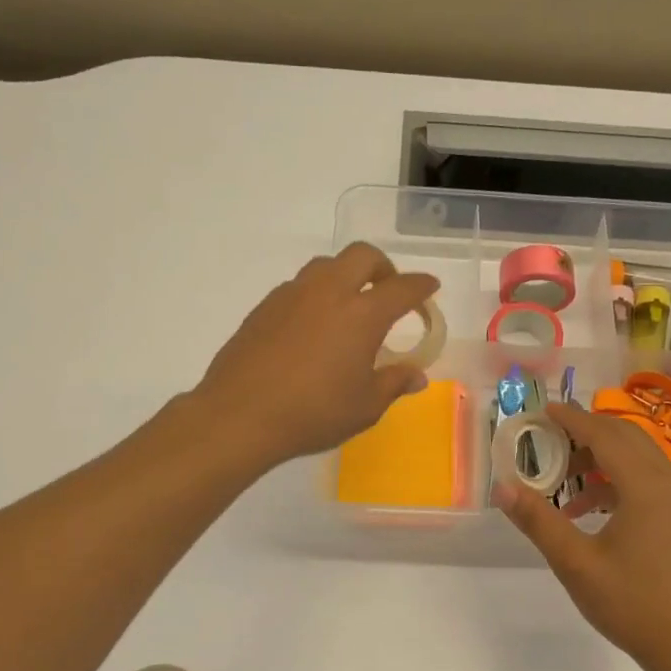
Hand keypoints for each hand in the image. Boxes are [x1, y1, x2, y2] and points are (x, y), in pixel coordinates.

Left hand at [192, 243, 440, 469]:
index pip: (402, 288)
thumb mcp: (365, 407)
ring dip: (346, 275)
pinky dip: (316, 294)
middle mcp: (329, 292)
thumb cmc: (313, 413)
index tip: (430, 287)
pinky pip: (299, 286)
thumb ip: (393, 383)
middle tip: (388, 290)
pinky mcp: (265, 306)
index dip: (421, 286)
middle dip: (383, 266)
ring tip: (349, 307)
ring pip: (327, 265)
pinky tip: (313, 326)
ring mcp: (292, 295)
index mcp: (362, 314)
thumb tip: (417, 376)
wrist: (240, 415)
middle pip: (362, 256)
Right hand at [495, 403, 670, 670]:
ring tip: (562, 481)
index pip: (605, 435)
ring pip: (638, 458)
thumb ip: (539, 521)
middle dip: (586, 432)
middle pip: (625, 437)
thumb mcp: (576, 564)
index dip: (572, 419)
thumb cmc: (632, 605)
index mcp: (646, 487)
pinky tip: (587, 511)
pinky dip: (616, 481)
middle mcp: (669, 482)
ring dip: (600, 458)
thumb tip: (502, 487)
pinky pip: (647, 480)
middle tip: (549, 437)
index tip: (544, 410)